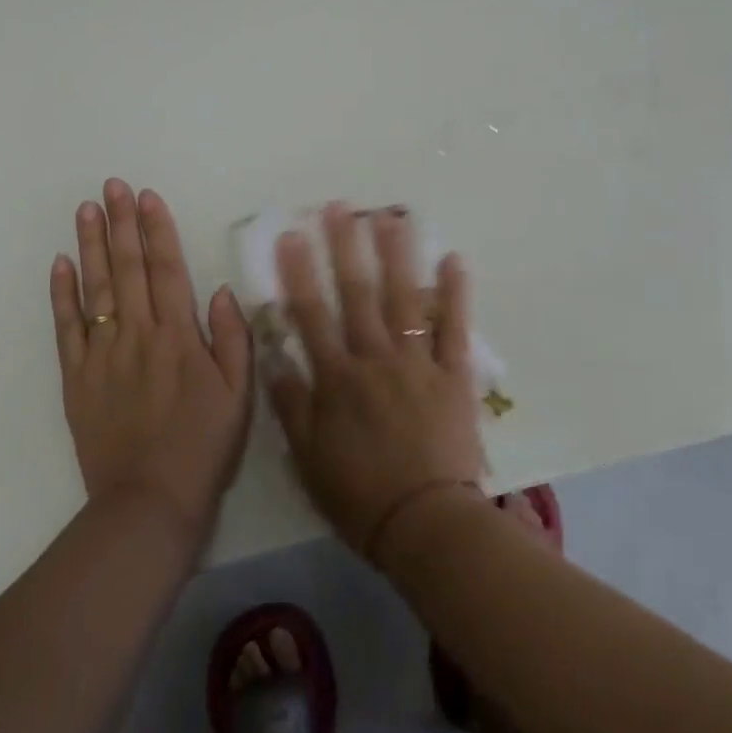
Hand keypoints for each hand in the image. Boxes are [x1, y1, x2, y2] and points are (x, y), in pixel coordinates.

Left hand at [51, 180, 252, 540]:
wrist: (149, 501)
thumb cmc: (202, 447)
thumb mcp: (238, 396)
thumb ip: (232, 339)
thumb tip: (220, 290)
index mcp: (179, 337)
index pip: (166, 270)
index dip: (157, 230)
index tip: (147, 197)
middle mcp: (138, 336)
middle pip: (127, 269)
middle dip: (121, 224)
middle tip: (111, 187)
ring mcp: (102, 355)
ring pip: (95, 289)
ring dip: (91, 246)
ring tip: (86, 210)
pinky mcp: (76, 379)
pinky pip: (66, 329)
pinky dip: (62, 295)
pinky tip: (60, 265)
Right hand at [267, 202, 486, 560]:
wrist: (425, 524)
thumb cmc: (360, 495)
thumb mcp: (308, 458)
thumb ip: (291, 406)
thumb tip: (274, 358)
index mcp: (337, 379)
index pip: (311, 315)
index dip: (298, 273)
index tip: (291, 235)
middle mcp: (374, 360)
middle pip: (357, 294)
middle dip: (345, 248)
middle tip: (339, 208)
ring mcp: (417, 364)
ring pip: (405, 299)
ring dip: (397, 255)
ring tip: (391, 216)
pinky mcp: (454, 376)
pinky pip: (455, 328)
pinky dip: (457, 294)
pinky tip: (454, 258)